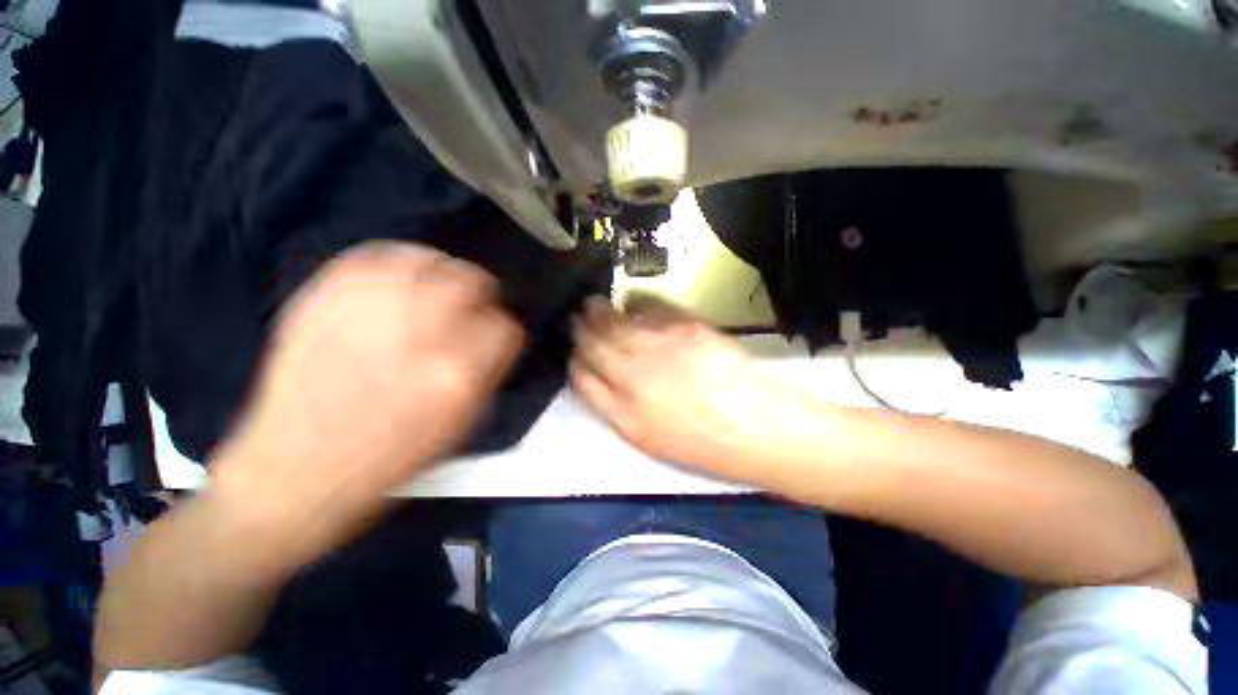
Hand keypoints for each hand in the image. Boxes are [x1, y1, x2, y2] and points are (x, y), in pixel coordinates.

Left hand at [211, 242, 523, 576]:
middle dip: (481, 294)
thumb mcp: (460, 426)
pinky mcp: (328, 298)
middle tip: (472, 305)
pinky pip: (377, 255)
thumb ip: (486, 375)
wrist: (296, 471)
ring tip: (441, 283)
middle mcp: (422, 334)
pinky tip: (406, 271)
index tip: (493, 336)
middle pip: (472, 284)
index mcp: (459, 373)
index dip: (503, 331)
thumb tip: (494, 341)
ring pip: (429, 262)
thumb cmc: (388, 460)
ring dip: (445, 271)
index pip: (505, 328)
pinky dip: (401, 257)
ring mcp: (372, 310)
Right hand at [570, 296, 813, 483]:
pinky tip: (632, 304)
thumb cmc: (700, 442)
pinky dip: (634, 303)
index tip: (574, 352)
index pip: (581, 375)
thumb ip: (611, 407)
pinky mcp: (685, 325)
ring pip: (615, 320)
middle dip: (579, 327)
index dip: (574, 360)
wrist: (757, 425)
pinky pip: (648, 306)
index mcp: (622, 409)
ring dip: (599, 311)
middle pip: (593, 340)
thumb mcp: (645, 439)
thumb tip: (591, 378)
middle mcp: (633, 372)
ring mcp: (659, 344)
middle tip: (575, 317)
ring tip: (592, 304)